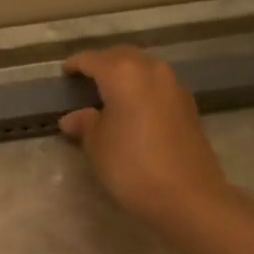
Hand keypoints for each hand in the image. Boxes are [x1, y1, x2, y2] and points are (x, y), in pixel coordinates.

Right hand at [59, 47, 235, 231]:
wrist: (189, 197)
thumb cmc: (132, 166)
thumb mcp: (97, 146)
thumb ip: (85, 125)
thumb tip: (73, 118)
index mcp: (124, 74)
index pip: (93, 60)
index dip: (76, 65)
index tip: (64, 73)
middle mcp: (152, 71)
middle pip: (123, 56)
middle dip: (103, 63)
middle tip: (86, 78)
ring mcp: (175, 88)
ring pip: (144, 69)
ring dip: (126, 74)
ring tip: (109, 93)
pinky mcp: (189, 107)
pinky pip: (158, 86)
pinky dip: (142, 89)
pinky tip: (133, 109)